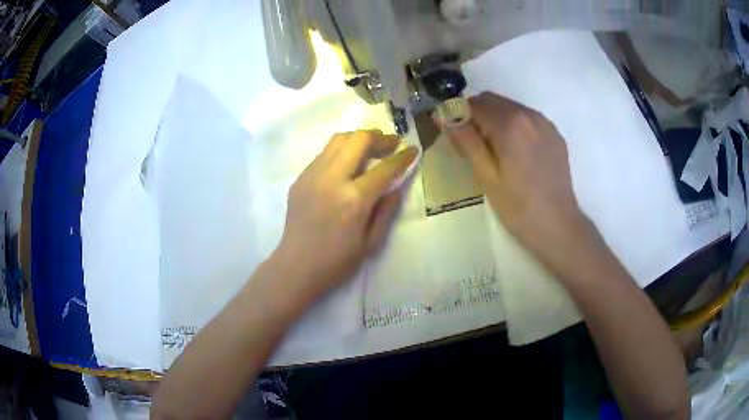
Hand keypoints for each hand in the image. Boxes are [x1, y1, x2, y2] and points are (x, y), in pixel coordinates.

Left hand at [275, 130, 417, 302]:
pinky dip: (341, 151)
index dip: (402, 157)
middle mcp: (332, 179)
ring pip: (338, 140)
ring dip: (358, 138)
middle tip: (391, 143)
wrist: (296, 267)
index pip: (384, 168)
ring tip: (371, 147)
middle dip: (380, 137)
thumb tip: (396, 186)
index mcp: (354, 199)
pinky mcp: (300, 178)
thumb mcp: (372, 242)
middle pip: (358, 140)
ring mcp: (312, 175)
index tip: (412, 149)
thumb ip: (387, 210)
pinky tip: (347, 164)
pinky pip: (324, 154)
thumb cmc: (337, 262)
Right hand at [445, 92, 599, 276]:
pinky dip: (516, 126)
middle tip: (475, 145)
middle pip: (494, 101)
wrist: (557, 225)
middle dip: (479, 115)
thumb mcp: (486, 175)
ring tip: (498, 152)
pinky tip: (519, 154)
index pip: (475, 103)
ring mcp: (545, 123)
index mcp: (510, 123)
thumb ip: (466, 141)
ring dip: (498, 120)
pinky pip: (528, 119)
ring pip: (512, 108)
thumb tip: (445, 117)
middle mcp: (529, 114)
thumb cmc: (518, 206)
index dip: (459, 115)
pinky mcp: (555, 135)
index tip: (455, 134)